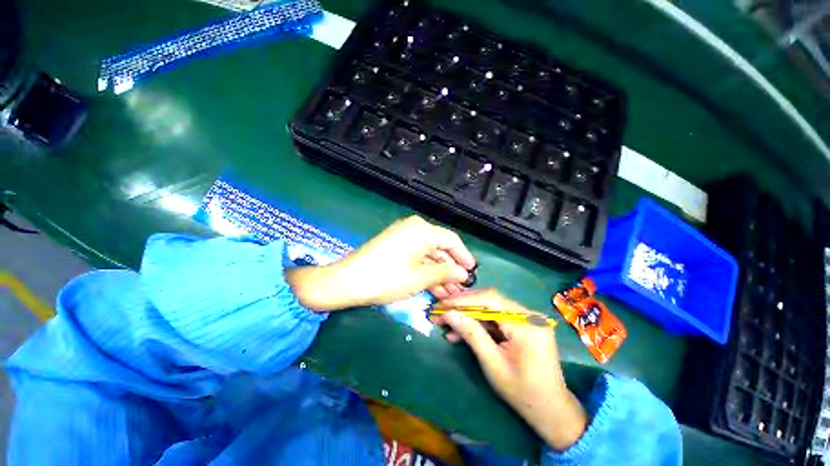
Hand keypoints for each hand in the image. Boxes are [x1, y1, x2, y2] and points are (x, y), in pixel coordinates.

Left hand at [287, 216, 475, 310]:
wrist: (348, 281)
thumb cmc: (387, 277)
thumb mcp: (420, 277)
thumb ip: (446, 273)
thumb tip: (464, 273)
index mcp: (422, 230)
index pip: (452, 240)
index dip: (464, 256)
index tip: (473, 272)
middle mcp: (414, 228)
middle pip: (440, 248)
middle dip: (450, 269)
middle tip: (461, 287)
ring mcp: (403, 237)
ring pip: (428, 255)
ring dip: (438, 273)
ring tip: (450, 293)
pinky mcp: (395, 247)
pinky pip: (416, 257)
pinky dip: (425, 271)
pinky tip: (434, 288)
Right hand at [432, 289, 587, 450]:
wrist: (551, 410)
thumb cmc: (523, 392)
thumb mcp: (492, 364)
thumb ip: (471, 334)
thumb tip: (448, 314)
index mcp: (526, 324)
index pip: (490, 300)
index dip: (464, 300)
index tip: (442, 304)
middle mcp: (529, 315)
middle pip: (490, 301)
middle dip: (463, 307)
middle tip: (441, 311)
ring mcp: (527, 318)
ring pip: (490, 309)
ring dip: (468, 316)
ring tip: (447, 323)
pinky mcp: (522, 324)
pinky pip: (496, 319)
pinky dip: (479, 324)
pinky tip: (461, 332)